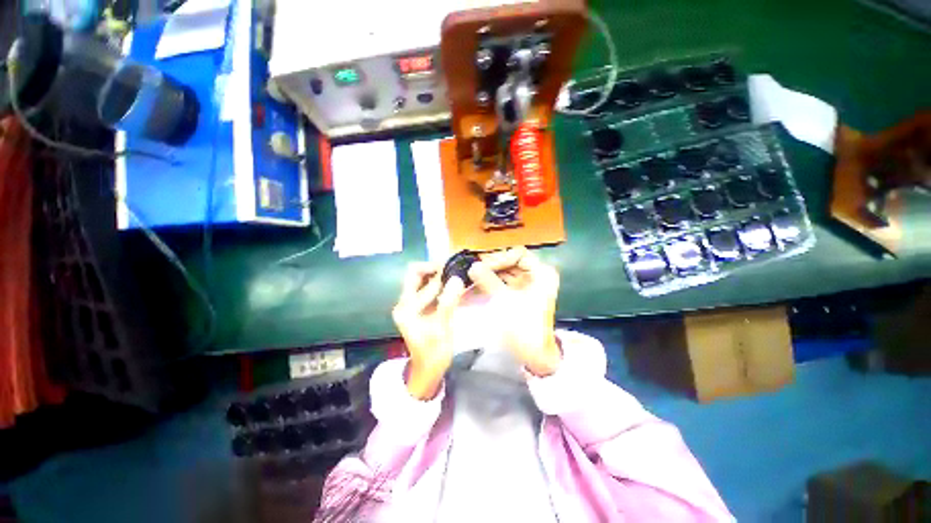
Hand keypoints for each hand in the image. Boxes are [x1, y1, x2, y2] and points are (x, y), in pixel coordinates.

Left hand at [392, 263, 466, 399]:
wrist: (428, 371)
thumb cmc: (433, 353)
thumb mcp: (442, 329)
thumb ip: (448, 303)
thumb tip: (457, 279)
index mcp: (406, 307)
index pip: (419, 278)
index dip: (437, 270)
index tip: (455, 266)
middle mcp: (404, 302)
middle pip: (416, 274)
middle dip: (435, 268)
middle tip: (455, 267)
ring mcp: (411, 305)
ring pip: (423, 280)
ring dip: (438, 275)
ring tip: (456, 273)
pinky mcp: (419, 308)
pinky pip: (429, 289)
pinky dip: (440, 284)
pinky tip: (454, 285)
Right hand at [467, 247, 561, 376]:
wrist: (533, 354)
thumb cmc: (523, 326)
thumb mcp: (505, 301)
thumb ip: (488, 280)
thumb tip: (473, 265)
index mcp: (541, 273)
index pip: (518, 254)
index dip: (499, 257)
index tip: (481, 265)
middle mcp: (535, 275)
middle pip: (510, 261)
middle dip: (491, 264)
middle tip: (472, 267)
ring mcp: (526, 285)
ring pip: (504, 271)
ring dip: (488, 272)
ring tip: (470, 273)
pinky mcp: (517, 294)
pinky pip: (501, 282)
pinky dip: (489, 281)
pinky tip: (475, 282)